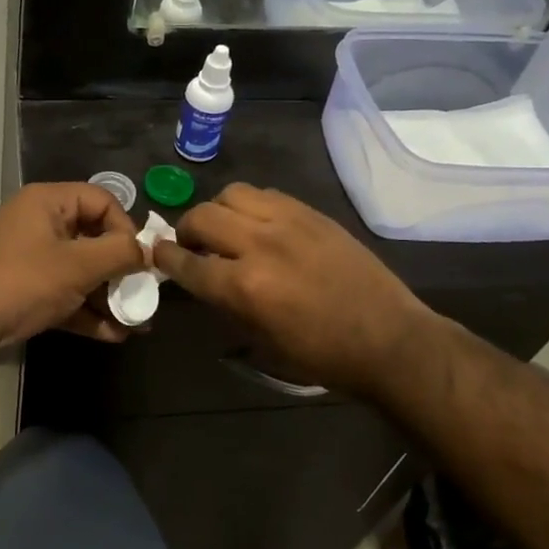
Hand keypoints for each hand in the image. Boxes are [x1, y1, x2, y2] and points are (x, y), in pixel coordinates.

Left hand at [0, 183, 146, 369]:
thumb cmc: (21, 284)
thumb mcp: (77, 266)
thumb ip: (119, 254)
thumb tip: (146, 251)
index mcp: (47, 202)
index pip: (101, 201)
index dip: (125, 227)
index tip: (140, 260)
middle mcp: (39, 223)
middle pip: (93, 237)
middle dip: (120, 270)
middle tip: (144, 295)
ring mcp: (30, 259)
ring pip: (80, 271)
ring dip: (107, 295)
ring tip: (136, 321)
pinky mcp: (24, 291)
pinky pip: (64, 294)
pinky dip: (86, 310)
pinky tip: (113, 334)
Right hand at [152, 184, 447, 399]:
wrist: (389, 338)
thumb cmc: (322, 355)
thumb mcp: (262, 341)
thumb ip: (225, 304)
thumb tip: (201, 279)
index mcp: (245, 287)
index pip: (188, 263)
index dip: (166, 258)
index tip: (158, 254)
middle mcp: (260, 245)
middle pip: (202, 217)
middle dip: (187, 231)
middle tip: (192, 246)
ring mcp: (288, 222)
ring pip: (232, 194)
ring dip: (218, 211)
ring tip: (226, 230)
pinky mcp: (310, 212)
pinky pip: (265, 194)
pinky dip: (250, 206)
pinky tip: (258, 225)